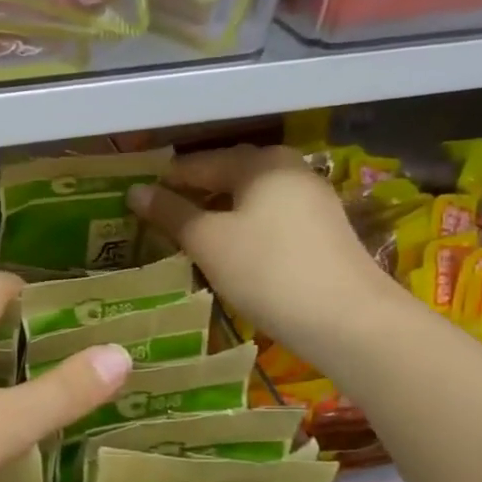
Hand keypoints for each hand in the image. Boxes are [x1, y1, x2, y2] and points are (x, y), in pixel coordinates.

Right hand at [128, 144, 400, 363]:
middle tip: (157, 218)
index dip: (164, 181)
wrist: (346, 319)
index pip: (198, 163)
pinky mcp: (321, 231)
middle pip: (227, 176)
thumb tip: (135, 192)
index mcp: (259, 162)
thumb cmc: (266, 271)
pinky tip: (227, 252)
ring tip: (185, 238)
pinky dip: (242, 229)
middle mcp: (289, 169)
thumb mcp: (208, 241)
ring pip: (249, 199)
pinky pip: (269, 219)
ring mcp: (311, 200)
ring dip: (216, 214)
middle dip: (192, 195)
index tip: (135, 200)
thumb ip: (170, 213)